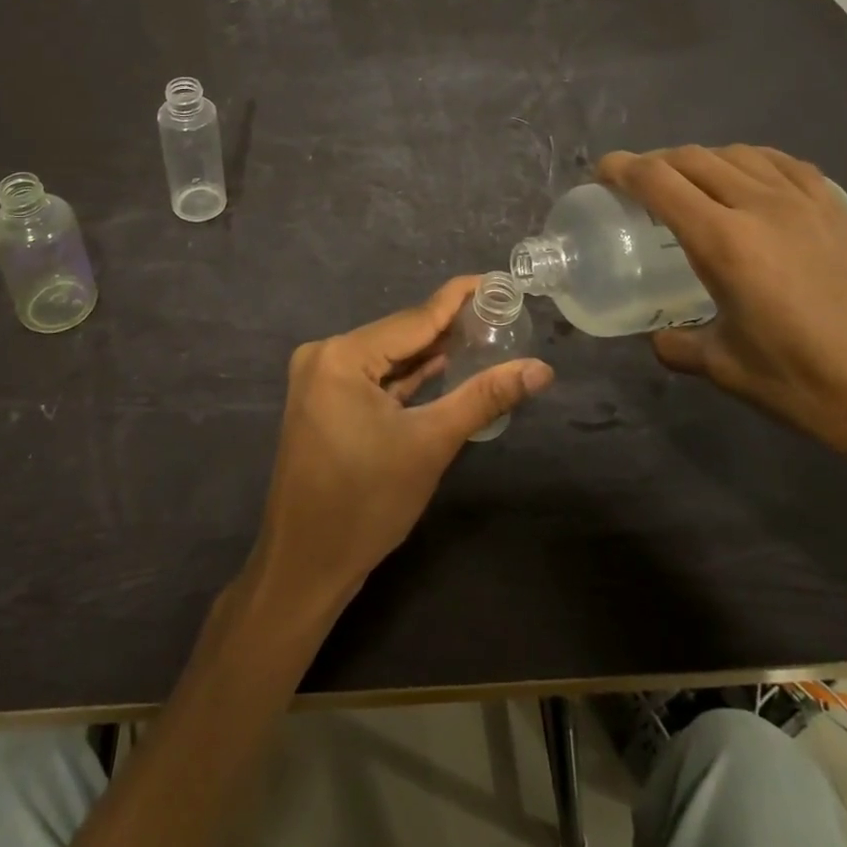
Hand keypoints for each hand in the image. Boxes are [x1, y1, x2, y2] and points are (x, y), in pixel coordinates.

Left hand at [248, 277, 553, 621]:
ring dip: (429, 352)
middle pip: (399, 334)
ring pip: (387, 356)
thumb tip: (541, 369)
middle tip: (501, 313)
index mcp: (342, 355)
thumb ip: (484, 397)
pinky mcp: (323, 400)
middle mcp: (324, 354)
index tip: (498, 281)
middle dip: (449, 327)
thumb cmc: (367, 504)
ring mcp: (319, 378)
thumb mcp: (431, 444)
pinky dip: (406, 376)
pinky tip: (443, 365)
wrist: (306, 566)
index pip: (414, 318)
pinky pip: (373, 377)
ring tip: (482, 334)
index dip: (459, 298)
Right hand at [598, 146, 846, 480]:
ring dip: (700, 159)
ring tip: (687, 184)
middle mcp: (761, 206)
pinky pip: (782, 165)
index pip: (658, 181)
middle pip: (693, 158)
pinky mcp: (840, 212)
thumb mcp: (735, 372)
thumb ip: (684, 348)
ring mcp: (807, 203)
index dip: (622, 169)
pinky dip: (750, 162)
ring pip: (737, 153)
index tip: (601, 173)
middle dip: (654, 163)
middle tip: (635, 186)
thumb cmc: (820, 388)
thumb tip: (660, 341)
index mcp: (725, 241)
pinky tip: (750, 184)